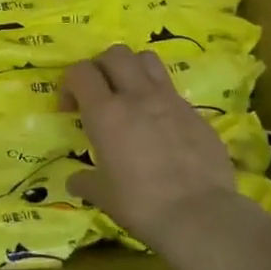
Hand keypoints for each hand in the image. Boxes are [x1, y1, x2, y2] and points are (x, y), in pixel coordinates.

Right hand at [60, 45, 260, 245]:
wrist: (200, 216)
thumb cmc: (141, 204)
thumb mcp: (103, 195)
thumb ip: (85, 181)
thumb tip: (75, 180)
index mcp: (106, 112)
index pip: (80, 71)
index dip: (70, 84)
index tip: (70, 109)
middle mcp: (137, 96)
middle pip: (115, 54)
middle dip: (101, 67)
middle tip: (99, 94)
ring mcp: (171, 101)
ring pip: (147, 59)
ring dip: (133, 69)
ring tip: (129, 95)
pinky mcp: (196, 113)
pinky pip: (172, 90)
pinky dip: (159, 98)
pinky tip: (160, 126)